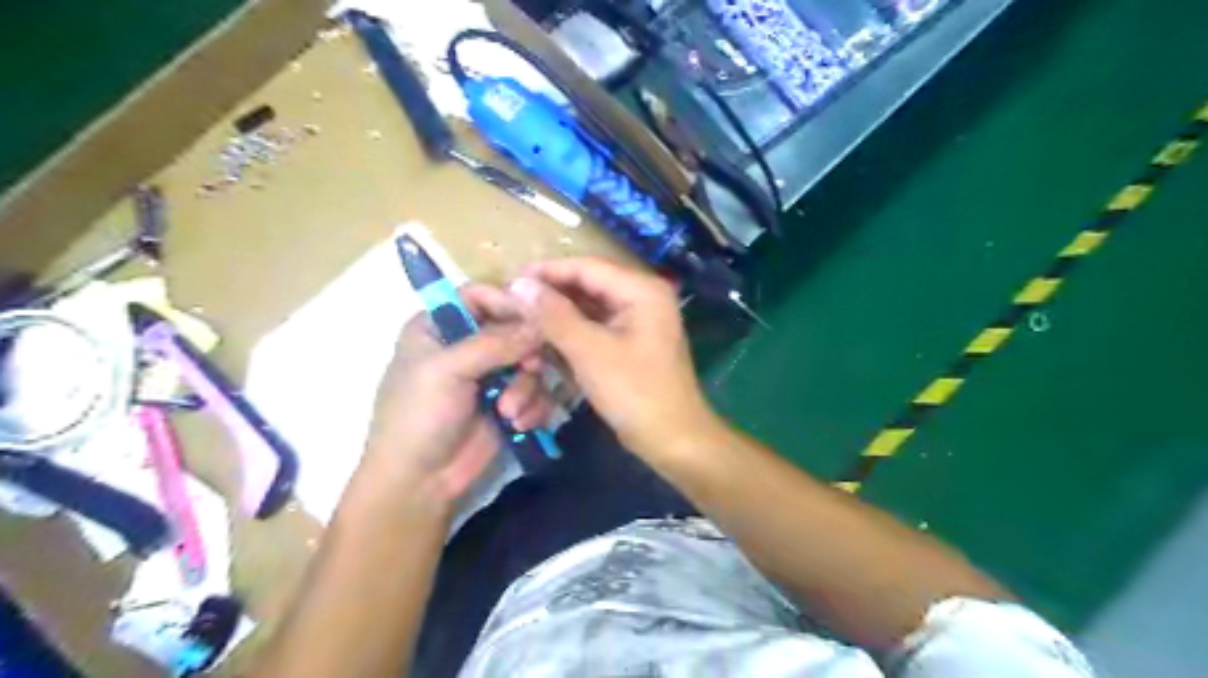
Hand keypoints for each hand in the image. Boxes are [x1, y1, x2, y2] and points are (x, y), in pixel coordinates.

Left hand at [367, 284, 554, 503]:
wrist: (421, 483)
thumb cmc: (419, 417)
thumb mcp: (447, 370)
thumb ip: (494, 342)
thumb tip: (540, 322)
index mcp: (439, 326)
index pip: (481, 295)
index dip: (508, 302)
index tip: (533, 317)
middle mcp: (467, 345)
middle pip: (514, 327)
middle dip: (524, 352)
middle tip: (529, 368)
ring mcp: (490, 375)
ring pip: (531, 361)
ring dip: (526, 388)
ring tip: (509, 413)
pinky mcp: (509, 403)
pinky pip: (536, 391)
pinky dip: (532, 407)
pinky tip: (519, 425)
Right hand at [505, 260, 713, 461]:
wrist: (673, 440)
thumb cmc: (635, 393)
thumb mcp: (590, 352)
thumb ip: (554, 315)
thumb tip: (520, 283)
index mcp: (641, 290)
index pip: (587, 267)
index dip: (547, 272)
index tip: (510, 280)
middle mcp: (641, 298)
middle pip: (587, 287)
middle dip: (550, 298)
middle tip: (512, 304)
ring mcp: (637, 322)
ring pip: (588, 311)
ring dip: (557, 319)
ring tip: (522, 325)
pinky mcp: (630, 344)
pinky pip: (595, 331)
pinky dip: (570, 337)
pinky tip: (544, 345)